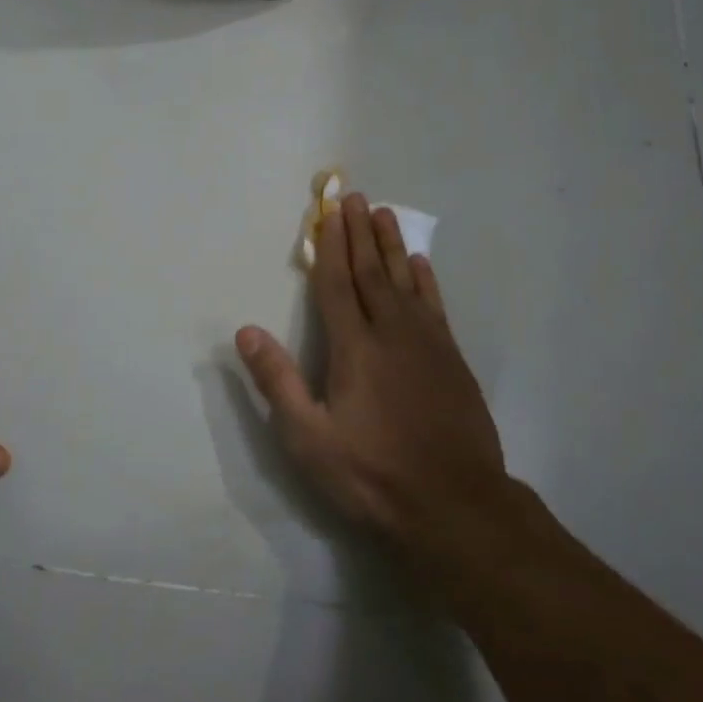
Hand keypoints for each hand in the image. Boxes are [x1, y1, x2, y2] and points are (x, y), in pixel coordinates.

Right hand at [236, 193, 507, 561]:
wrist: (455, 504)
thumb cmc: (373, 475)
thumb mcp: (309, 439)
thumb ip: (277, 381)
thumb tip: (246, 331)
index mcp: (354, 348)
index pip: (337, 284)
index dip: (330, 246)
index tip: (327, 212)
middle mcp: (392, 333)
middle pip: (371, 272)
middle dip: (359, 232)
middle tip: (354, 196)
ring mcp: (427, 343)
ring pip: (405, 280)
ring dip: (392, 245)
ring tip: (384, 214)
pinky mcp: (452, 359)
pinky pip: (434, 305)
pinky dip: (425, 280)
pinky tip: (419, 264)